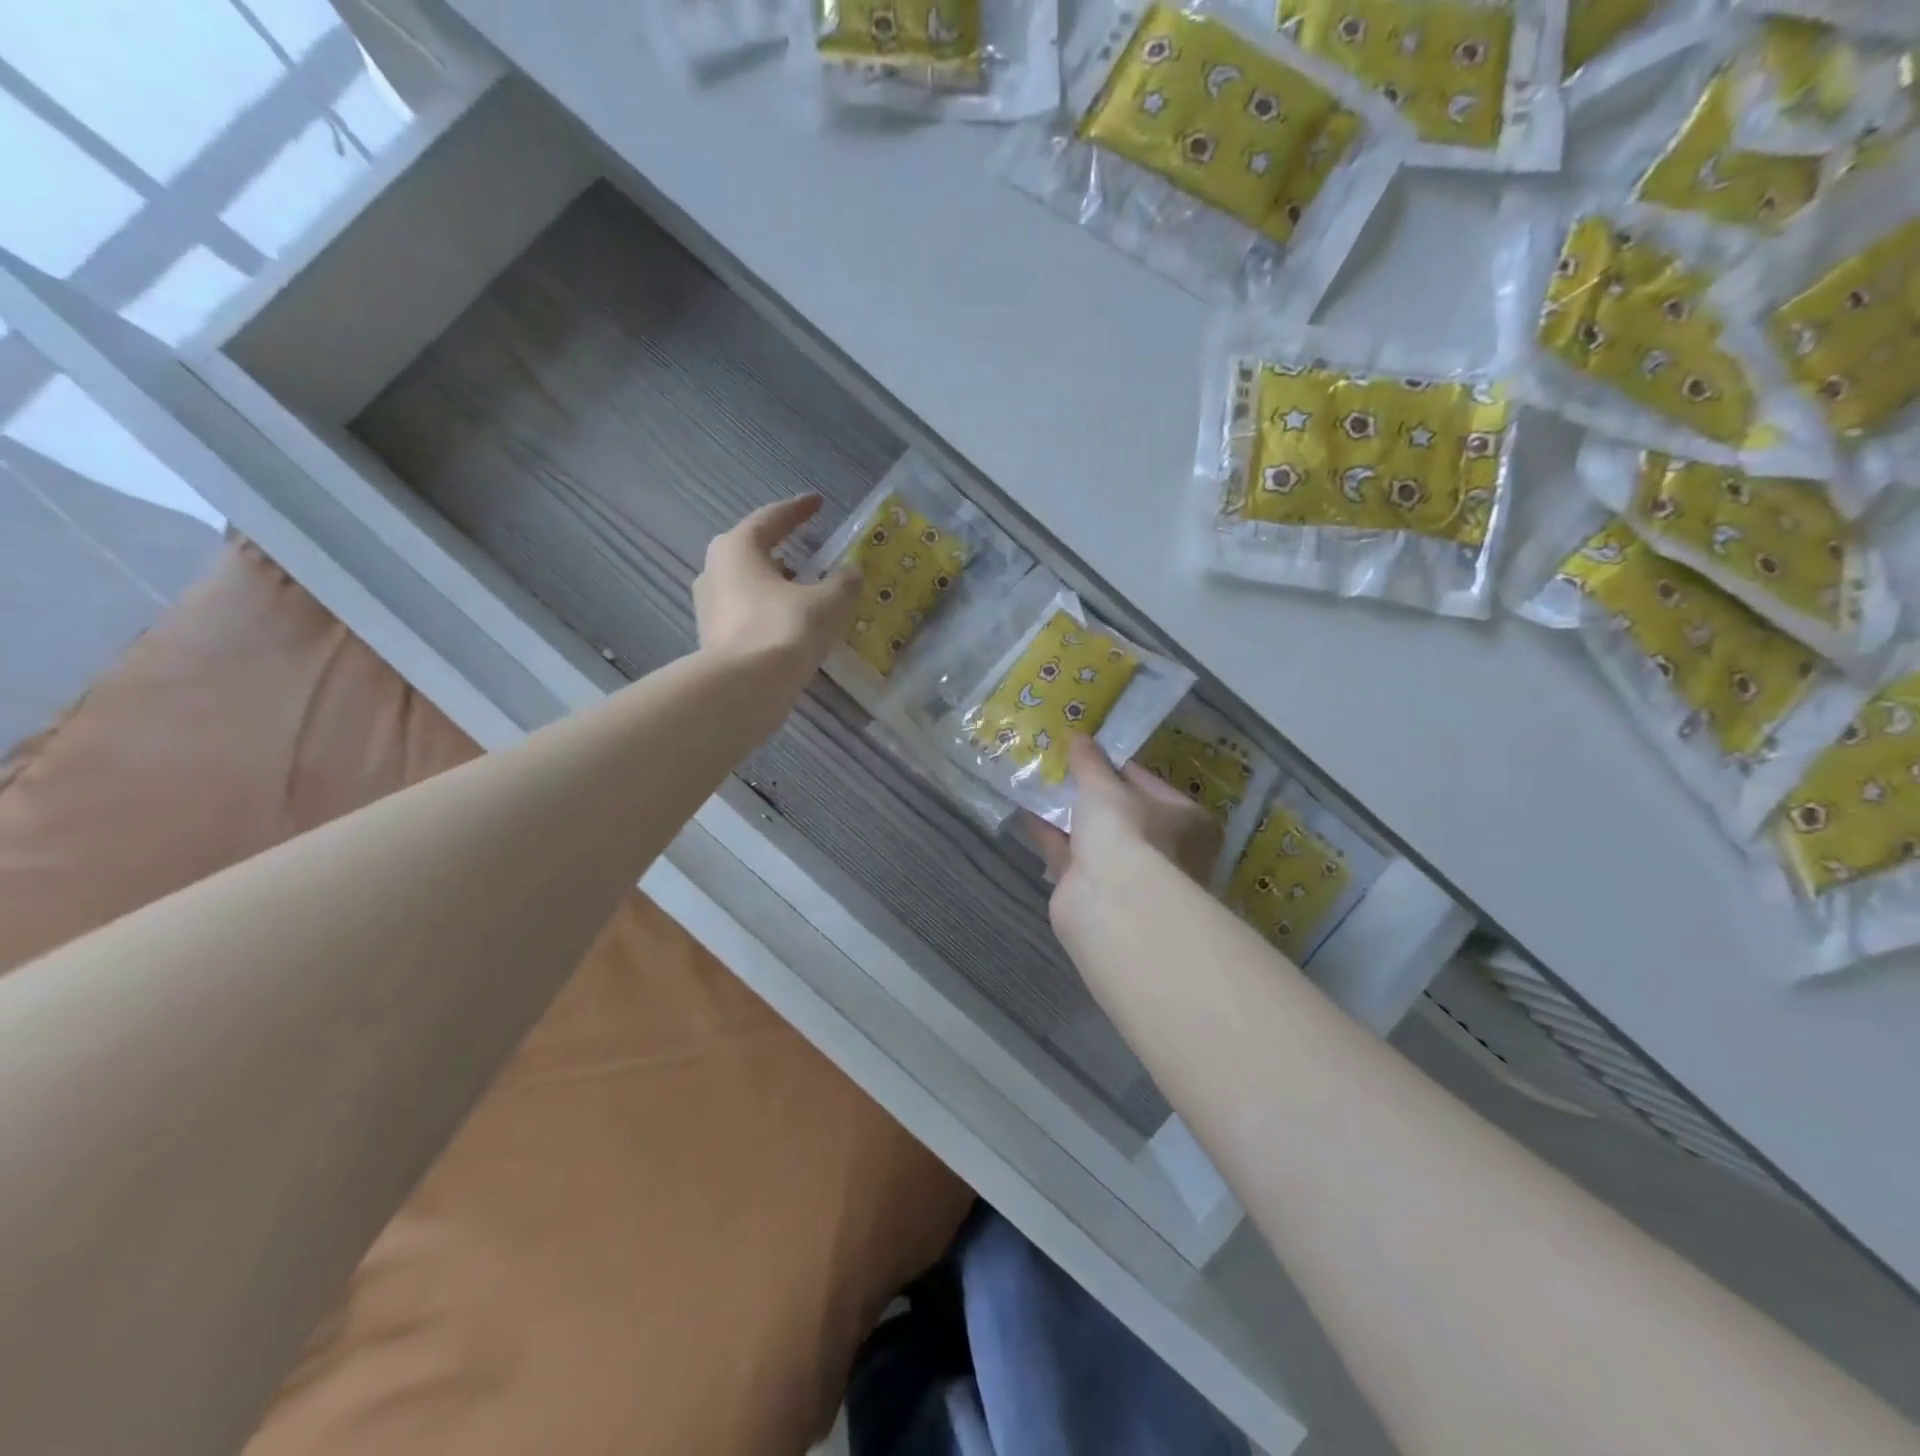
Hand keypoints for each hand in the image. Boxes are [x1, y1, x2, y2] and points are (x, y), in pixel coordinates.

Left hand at [694, 497, 862, 680]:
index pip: (772, 518)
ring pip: (747, 585)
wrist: (745, 688)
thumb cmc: (786, 629)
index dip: (799, 510)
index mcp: (737, 548)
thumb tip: (852, 572)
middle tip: (806, 552)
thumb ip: (844, 582)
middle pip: (753, 552)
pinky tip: (790, 624)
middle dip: (781, 550)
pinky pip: (745, 613)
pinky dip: (768, 611)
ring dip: (774, 584)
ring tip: (803, 592)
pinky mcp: (712, 639)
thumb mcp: (829, 602)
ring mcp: (708, 607)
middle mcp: (714, 571)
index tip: (818, 503)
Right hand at [1023, 736, 1222, 930]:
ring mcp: (1129, 875)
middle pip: (1122, 813)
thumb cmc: (1127, 832)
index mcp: (1187, 821)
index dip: (1116, 766)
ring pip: (1095, 837)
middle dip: (1090, 794)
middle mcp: (1165, 850)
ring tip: (1039, 784)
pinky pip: (1070, 855)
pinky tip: (1027, 813)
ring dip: (1068, 814)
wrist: (1112, 903)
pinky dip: (1051, 835)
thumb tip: (1078, 736)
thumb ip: (1090, 763)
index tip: (1087, 751)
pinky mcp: (1094, 892)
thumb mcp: (1105, 787)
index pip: (1149, 784)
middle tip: (1061, 767)